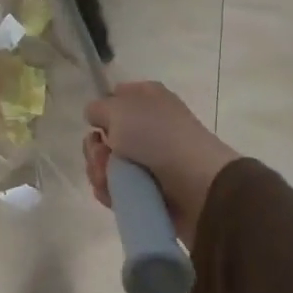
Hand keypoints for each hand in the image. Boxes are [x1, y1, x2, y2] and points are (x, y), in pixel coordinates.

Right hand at [84, 82, 241, 247]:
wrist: (197, 185)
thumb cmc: (158, 136)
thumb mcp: (119, 109)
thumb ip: (97, 108)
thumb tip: (96, 118)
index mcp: (147, 98)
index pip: (115, 97)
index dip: (102, 111)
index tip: (98, 123)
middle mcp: (149, 126)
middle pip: (105, 136)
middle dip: (95, 148)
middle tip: (103, 154)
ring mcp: (149, 159)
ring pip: (107, 164)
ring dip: (99, 171)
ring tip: (109, 179)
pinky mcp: (148, 189)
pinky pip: (116, 188)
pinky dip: (110, 191)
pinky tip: (113, 194)